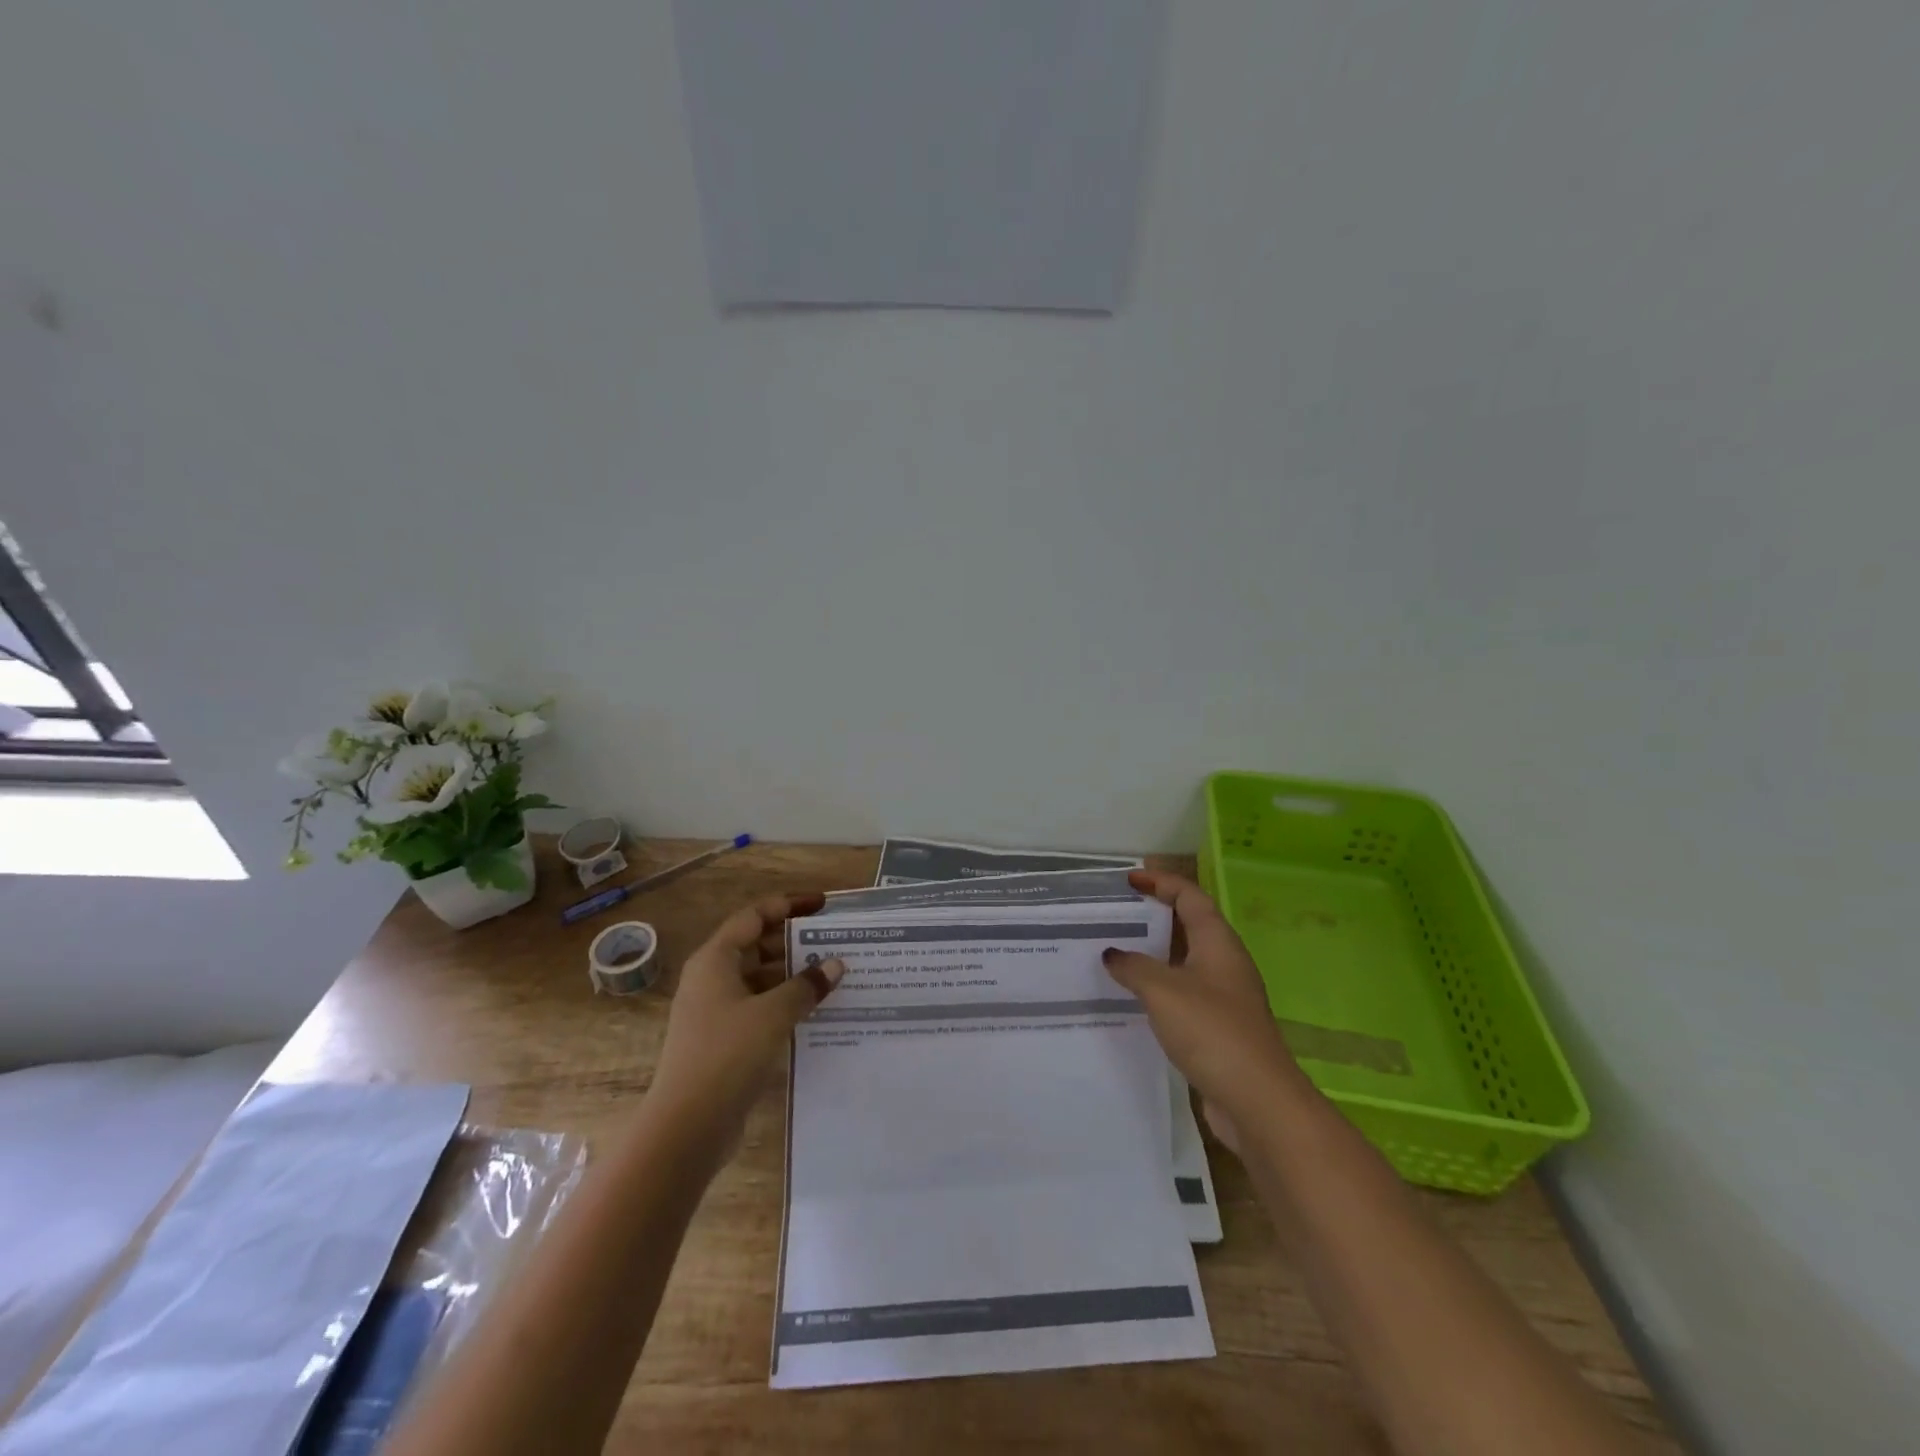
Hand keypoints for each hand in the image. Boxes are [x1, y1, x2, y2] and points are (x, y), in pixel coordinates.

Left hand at [650, 891, 843, 1141]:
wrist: (686, 1127)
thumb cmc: (727, 1055)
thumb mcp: (773, 1014)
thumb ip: (806, 985)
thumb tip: (835, 965)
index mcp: (715, 960)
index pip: (754, 916)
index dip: (789, 905)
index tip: (823, 905)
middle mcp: (711, 979)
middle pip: (756, 945)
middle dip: (794, 941)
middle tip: (834, 942)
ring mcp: (714, 1011)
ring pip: (758, 979)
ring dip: (792, 975)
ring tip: (832, 977)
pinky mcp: (722, 1040)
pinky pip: (758, 1007)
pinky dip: (783, 1004)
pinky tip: (813, 1012)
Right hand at [1102, 870, 1308, 1153]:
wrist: (1257, 1101)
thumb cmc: (1212, 1031)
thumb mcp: (1163, 990)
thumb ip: (1133, 966)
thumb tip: (1112, 954)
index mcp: (1218, 942)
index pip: (1190, 896)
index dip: (1161, 882)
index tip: (1129, 880)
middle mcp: (1224, 962)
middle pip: (1189, 925)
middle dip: (1155, 914)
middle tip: (1116, 913)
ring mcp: (1224, 996)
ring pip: (1184, 961)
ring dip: (1154, 953)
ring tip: (1116, 951)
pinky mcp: (1218, 1027)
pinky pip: (1183, 992)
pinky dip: (1158, 986)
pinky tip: (1133, 998)